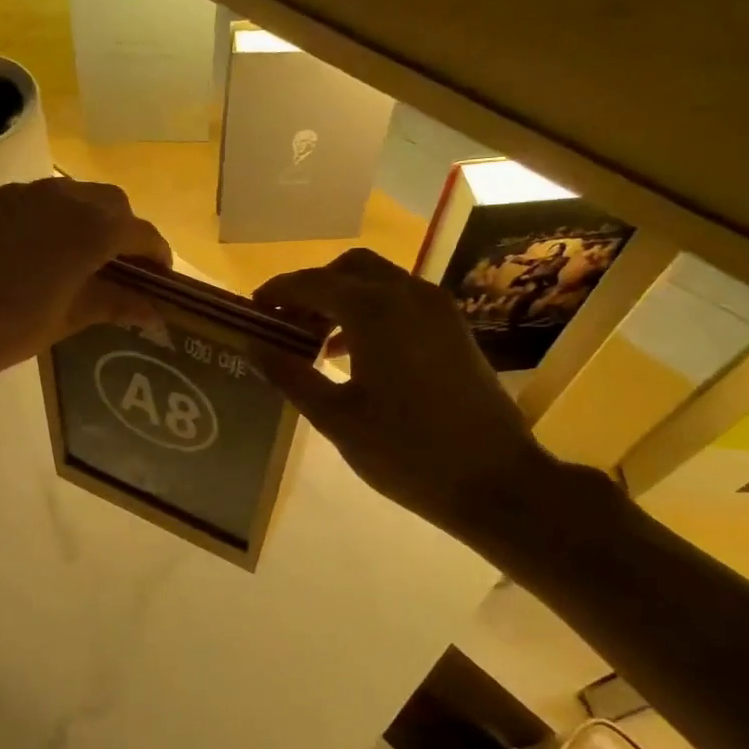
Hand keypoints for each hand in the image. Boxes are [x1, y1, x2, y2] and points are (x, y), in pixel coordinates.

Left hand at [0, 179, 170, 386]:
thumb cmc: (4, 329)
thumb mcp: (66, 320)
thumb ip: (114, 304)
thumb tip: (155, 309)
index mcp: (88, 229)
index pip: (140, 232)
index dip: (156, 254)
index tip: (160, 279)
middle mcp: (58, 197)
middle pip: (109, 202)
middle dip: (122, 229)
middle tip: (119, 266)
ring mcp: (15, 192)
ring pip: (66, 194)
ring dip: (81, 218)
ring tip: (72, 256)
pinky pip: (23, 202)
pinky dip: (37, 220)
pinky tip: (21, 251)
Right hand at [254, 249, 563, 542]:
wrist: (496, 480)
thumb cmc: (406, 451)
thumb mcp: (336, 418)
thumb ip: (291, 375)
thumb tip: (254, 346)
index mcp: (374, 311)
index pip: (312, 283)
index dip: (277, 292)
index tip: (253, 310)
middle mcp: (408, 295)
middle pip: (349, 268)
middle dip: (313, 288)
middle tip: (286, 322)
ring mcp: (437, 309)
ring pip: (379, 281)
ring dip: (342, 298)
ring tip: (313, 339)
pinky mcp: (453, 329)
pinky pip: (402, 301)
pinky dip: (370, 311)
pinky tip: (353, 353)